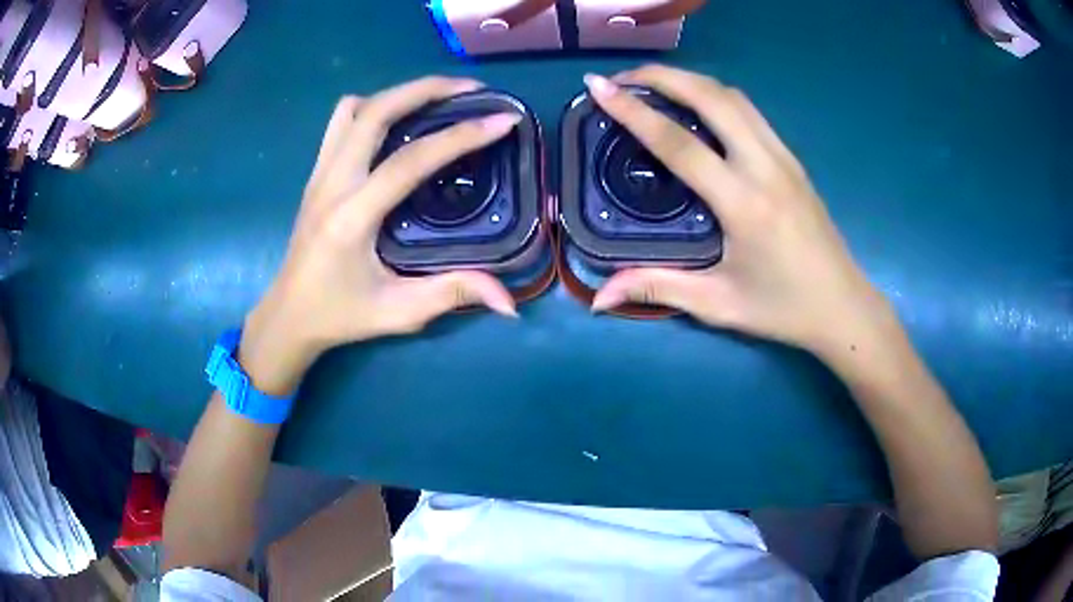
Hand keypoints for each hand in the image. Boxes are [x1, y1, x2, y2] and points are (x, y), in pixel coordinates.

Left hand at [241, 77, 520, 395]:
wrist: (288, 316)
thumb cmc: (340, 315)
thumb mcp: (398, 313)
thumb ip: (453, 295)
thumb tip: (509, 303)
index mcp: (351, 217)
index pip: (409, 161)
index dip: (461, 136)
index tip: (503, 120)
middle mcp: (331, 183)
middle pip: (376, 111)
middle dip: (427, 89)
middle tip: (472, 90)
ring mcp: (319, 173)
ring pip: (353, 108)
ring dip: (396, 95)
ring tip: (434, 101)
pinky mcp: (315, 173)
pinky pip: (340, 122)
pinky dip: (371, 109)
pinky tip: (394, 125)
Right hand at [587, 66, 894, 358]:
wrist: (843, 307)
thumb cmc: (782, 309)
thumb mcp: (719, 305)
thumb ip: (658, 288)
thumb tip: (599, 299)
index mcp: (743, 203)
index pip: (679, 144)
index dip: (632, 111)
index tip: (598, 87)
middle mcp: (765, 167)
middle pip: (711, 97)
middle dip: (662, 76)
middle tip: (623, 78)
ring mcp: (784, 158)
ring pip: (734, 97)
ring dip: (691, 81)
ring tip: (655, 85)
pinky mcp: (793, 160)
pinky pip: (750, 112)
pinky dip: (716, 96)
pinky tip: (698, 109)